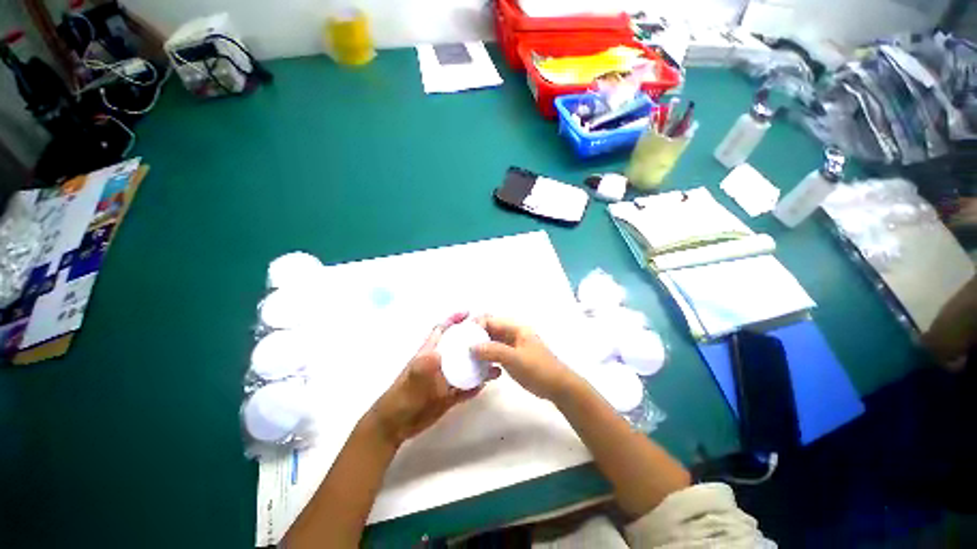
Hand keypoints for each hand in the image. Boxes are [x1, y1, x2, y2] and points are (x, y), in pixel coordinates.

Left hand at [369, 312, 499, 445]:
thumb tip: (439, 353)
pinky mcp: (449, 396)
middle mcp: (440, 363)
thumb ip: (425, 365)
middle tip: (492, 337)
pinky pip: (466, 387)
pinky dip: (475, 385)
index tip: (468, 313)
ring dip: (479, 365)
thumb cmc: (402, 396)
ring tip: (496, 365)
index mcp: (430, 352)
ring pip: (466, 368)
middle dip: (473, 340)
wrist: (396, 425)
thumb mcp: (414, 379)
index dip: (453, 319)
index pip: (443, 330)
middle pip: (459, 347)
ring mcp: (445, 379)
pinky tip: (485, 384)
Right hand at [472, 316, 576, 401]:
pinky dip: (487, 356)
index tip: (463, 337)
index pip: (491, 321)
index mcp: (516, 328)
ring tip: (467, 356)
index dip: (476, 326)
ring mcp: (514, 345)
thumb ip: (493, 351)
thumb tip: (471, 347)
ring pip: (492, 341)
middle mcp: (513, 333)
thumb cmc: (538, 370)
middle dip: (476, 336)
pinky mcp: (513, 357)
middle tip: (462, 346)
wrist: (558, 387)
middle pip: (491, 329)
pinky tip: (480, 365)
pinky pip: (496, 352)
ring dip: (481, 346)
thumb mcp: (515, 359)